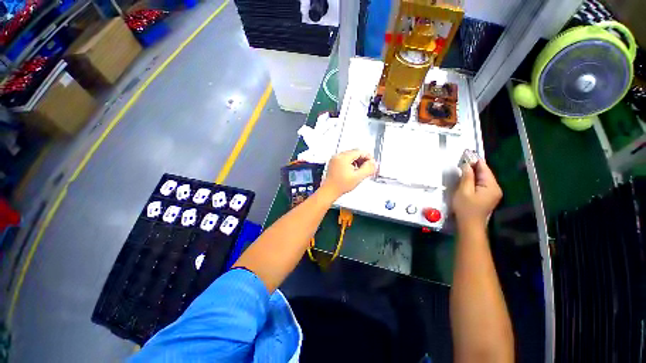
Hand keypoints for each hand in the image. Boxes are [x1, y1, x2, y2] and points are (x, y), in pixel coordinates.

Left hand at [322, 149, 376, 197]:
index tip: (372, 163)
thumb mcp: (358, 177)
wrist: (330, 191)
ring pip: (350, 156)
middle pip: (355, 153)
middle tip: (368, 167)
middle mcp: (338, 156)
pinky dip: (351, 163)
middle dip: (363, 159)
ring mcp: (335, 159)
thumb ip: (368, 169)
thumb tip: (373, 163)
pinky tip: (353, 171)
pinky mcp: (334, 163)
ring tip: (361, 170)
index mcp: (343, 157)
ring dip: (357, 161)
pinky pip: (345, 159)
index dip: (368, 157)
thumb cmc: (340, 185)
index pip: (359, 151)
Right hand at [453, 160, 501, 228]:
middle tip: (462, 161)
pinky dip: (475, 180)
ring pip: (483, 178)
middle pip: (485, 173)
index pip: (484, 169)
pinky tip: (467, 179)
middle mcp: (495, 188)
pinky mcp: (488, 196)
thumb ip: (467, 177)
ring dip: (474, 173)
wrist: (470, 224)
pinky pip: (482, 184)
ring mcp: (493, 193)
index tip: (467, 154)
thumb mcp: (463, 191)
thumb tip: (467, 165)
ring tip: (463, 168)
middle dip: (474, 167)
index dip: (475, 161)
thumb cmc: (465, 208)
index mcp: (491, 186)